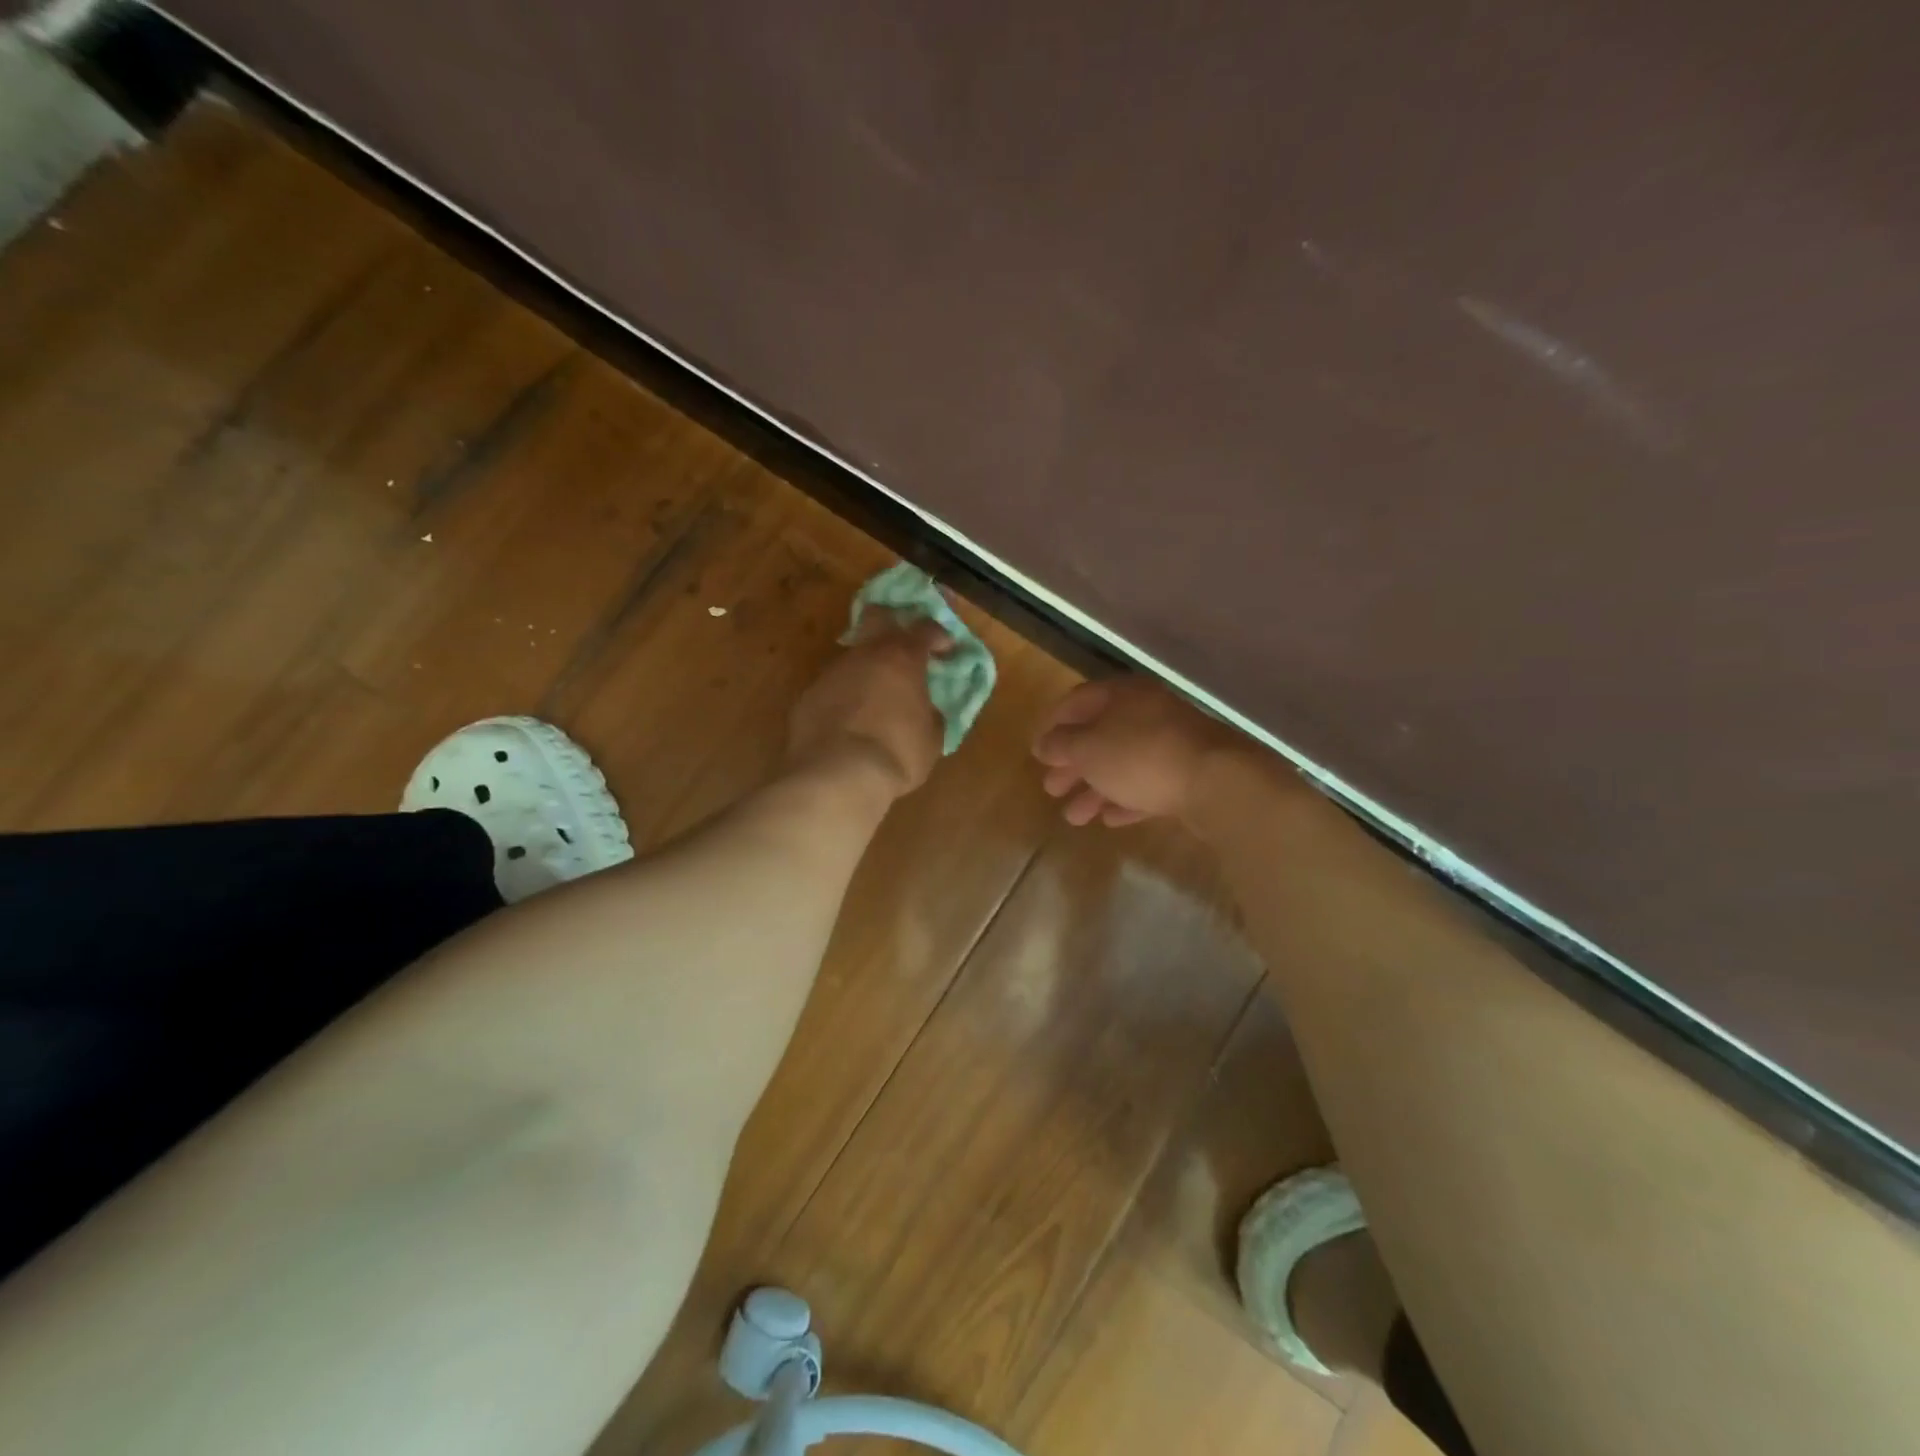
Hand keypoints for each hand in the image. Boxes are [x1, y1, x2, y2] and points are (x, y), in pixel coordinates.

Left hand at [787, 612, 951, 800]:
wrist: (836, 775)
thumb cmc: (896, 754)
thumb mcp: (931, 739)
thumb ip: (931, 715)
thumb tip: (928, 710)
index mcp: (902, 658)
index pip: (925, 628)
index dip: (938, 635)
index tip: (945, 649)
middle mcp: (865, 654)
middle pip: (877, 615)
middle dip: (891, 622)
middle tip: (903, 644)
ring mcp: (832, 672)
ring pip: (853, 656)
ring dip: (867, 669)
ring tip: (875, 697)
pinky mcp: (808, 695)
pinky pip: (833, 687)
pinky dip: (845, 696)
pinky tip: (849, 721)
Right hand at [1032, 677, 1241, 826]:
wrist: (1216, 781)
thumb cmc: (1140, 755)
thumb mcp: (1088, 749)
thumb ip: (1061, 745)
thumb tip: (1043, 744)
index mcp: (1122, 695)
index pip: (1078, 701)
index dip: (1053, 724)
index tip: (1038, 750)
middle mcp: (1147, 712)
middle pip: (1100, 736)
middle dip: (1073, 765)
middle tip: (1051, 789)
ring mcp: (1171, 743)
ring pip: (1123, 764)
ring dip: (1095, 789)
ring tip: (1074, 817)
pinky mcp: (1189, 774)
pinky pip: (1148, 784)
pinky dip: (1126, 799)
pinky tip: (1109, 819)